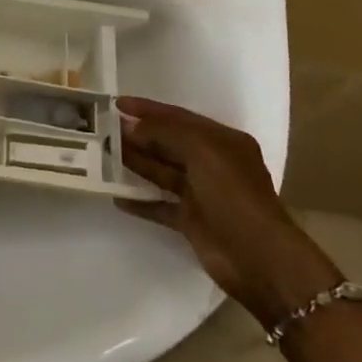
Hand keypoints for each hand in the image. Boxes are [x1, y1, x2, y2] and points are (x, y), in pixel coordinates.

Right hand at [118, 97, 341, 327]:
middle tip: (103, 129)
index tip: (117, 103)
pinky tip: (116, 197)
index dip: (148, 109)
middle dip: (138, 135)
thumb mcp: (202, 151)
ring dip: (135, 163)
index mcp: (221, 141)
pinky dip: (140, 201)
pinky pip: (160, 205)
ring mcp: (201, 193)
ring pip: (161, 172)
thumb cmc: (233, 194)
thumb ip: (166, 133)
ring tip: (103, 155)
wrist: (258, 258)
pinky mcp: (191, 221)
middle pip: (168, 143)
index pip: (179, 117)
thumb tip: (132, 127)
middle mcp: (212, 163)